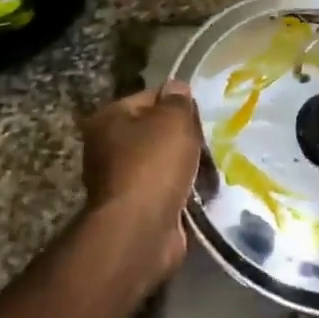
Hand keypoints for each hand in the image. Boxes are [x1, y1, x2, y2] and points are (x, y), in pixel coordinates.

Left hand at [80, 81, 202, 278]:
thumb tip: (177, 88)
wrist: (141, 229)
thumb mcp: (173, 119)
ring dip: (186, 167)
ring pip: (163, 163)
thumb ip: (178, 100)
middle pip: (156, 132)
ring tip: (211, 170)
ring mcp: (119, 180)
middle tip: (208, 144)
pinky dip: (183, 192)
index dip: (178, 103)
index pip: (149, 97)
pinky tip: (203, 193)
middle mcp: (107, 147)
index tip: (201, 116)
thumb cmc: (154, 164)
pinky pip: (166, 191)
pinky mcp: (135, 208)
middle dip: (184, 138)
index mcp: (109, 118)